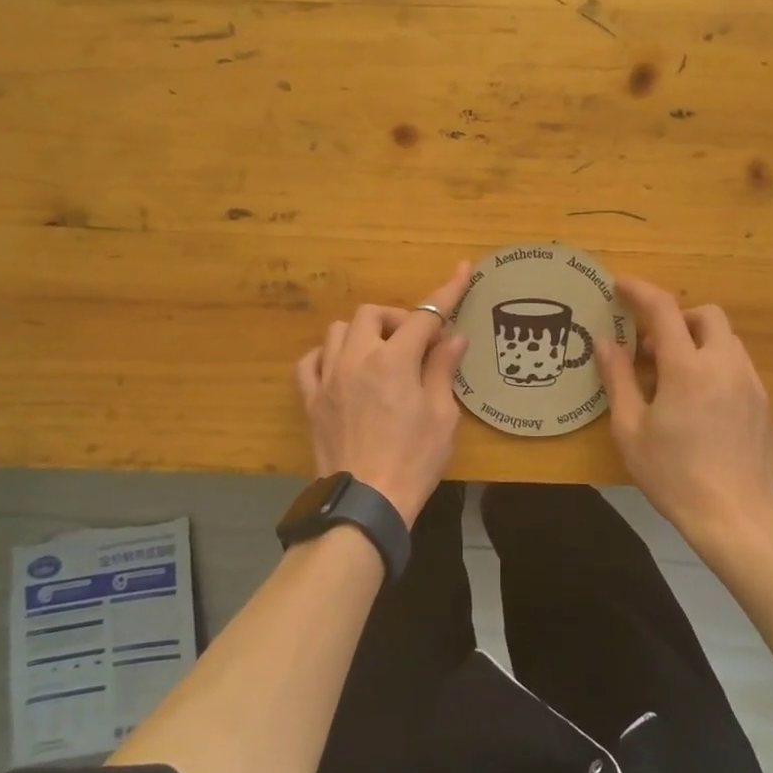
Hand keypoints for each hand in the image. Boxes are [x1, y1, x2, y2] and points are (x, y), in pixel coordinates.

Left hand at [295, 262, 473, 526]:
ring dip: (362, 333)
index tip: (462, 270)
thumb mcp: (441, 416)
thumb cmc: (413, 460)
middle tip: (416, 344)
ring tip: (379, 355)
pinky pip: (310, 361)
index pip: (424, 315)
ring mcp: (328, 377)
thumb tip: (452, 338)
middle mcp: (356, 358)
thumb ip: (442, 370)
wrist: (366, 502)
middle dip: (397, 319)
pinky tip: (342, 369)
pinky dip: (327, 356)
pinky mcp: (311, 400)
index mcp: (394, 360)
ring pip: (338, 331)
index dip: (447, 291)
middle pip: (372, 314)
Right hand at [596, 276, 772, 545]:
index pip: (663, 309)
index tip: (619, 285)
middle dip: (677, 317)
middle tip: (651, 346)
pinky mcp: (763, 403)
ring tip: (673, 376)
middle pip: (706, 314)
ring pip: (726, 339)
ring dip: (697, 341)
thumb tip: (605, 341)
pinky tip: (699, 400)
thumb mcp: (630, 430)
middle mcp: (724, 365)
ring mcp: (750, 383)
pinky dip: (714, 363)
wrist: (737, 518)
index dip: (640, 290)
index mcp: (687, 368)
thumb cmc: (674, 475)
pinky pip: (738, 364)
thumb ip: (617, 379)